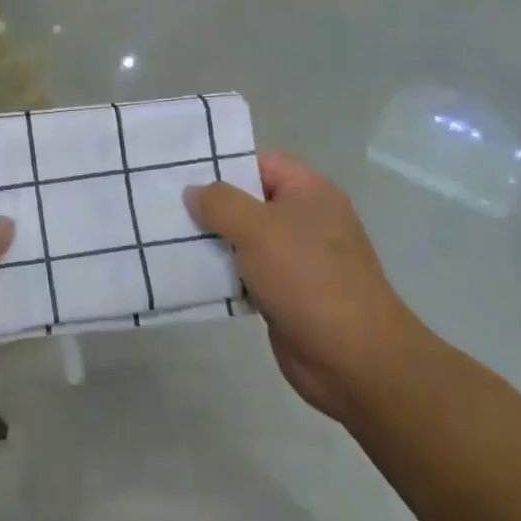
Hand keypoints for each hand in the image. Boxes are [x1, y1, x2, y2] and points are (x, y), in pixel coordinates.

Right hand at [186, 151, 420, 424]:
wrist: (353, 358)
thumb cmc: (307, 278)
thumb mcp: (257, 229)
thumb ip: (221, 203)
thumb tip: (194, 191)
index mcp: (310, 193)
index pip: (261, 162)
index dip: (225, 164)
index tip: (184, 174)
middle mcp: (306, 220)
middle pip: (251, 201)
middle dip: (212, 205)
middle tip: (167, 207)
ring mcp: (299, 259)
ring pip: (246, 240)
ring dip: (214, 242)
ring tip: (169, 239)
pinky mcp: (288, 294)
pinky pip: (249, 274)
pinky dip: (225, 275)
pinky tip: (192, 276)